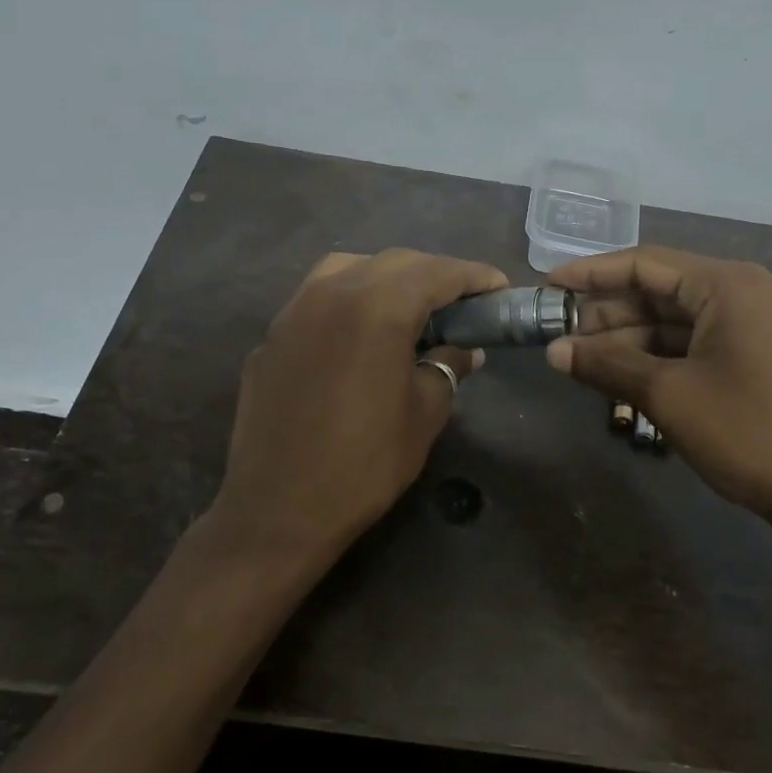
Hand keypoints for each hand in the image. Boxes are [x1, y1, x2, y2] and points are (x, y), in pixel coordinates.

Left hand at [209, 249, 507, 565]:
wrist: (277, 510)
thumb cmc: (364, 464)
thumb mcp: (425, 414)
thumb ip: (447, 367)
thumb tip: (463, 349)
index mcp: (378, 308)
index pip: (437, 273)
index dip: (474, 276)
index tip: (499, 287)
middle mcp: (332, 293)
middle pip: (395, 262)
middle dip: (434, 274)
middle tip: (462, 302)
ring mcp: (294, 311)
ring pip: (349, 268)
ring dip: (387, 277)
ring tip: (409, 307)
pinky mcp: (272, 335)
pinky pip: (317, 298)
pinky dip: (349, 300)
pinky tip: (359, 334)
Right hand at [545, 246, 771, 550]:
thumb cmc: (750, 433)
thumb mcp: (668, 395)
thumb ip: (607, 365)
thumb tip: (553, 351)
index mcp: (726, 285)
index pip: (644, 263)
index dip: (591, 274)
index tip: (548, 286)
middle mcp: (744, 294)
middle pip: (660, 292)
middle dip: (608, 314)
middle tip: (560, 338)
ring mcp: (756, 328)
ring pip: (678, 322)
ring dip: (631, 341)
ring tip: (583, 364)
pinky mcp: (760, 360)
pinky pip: (698, 346)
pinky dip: (660, 359)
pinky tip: (626, 380)